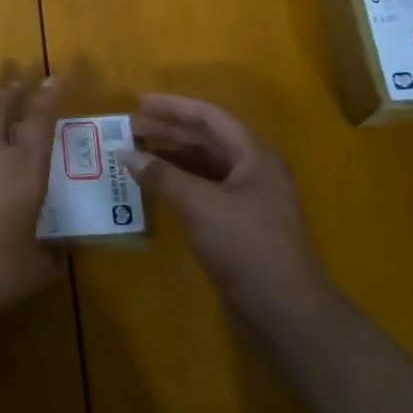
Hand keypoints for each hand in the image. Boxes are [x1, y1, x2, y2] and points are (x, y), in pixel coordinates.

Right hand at [120, 94, 335, 323]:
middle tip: (131, 128)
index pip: (211, 117)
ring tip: (136, 154)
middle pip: (208, 139)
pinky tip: (155, 188)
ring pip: (205, 166)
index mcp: (254, 156)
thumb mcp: (200, 206)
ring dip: (172, 157)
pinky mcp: (239, 225)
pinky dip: (179, 184)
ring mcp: (248, 200)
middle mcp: (253, 171)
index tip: (139, 102)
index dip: (174, 107)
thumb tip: (126, 154)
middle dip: (169, 131)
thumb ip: (163, 176)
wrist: (285, 310)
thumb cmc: (247, 247)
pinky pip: (204, 191)